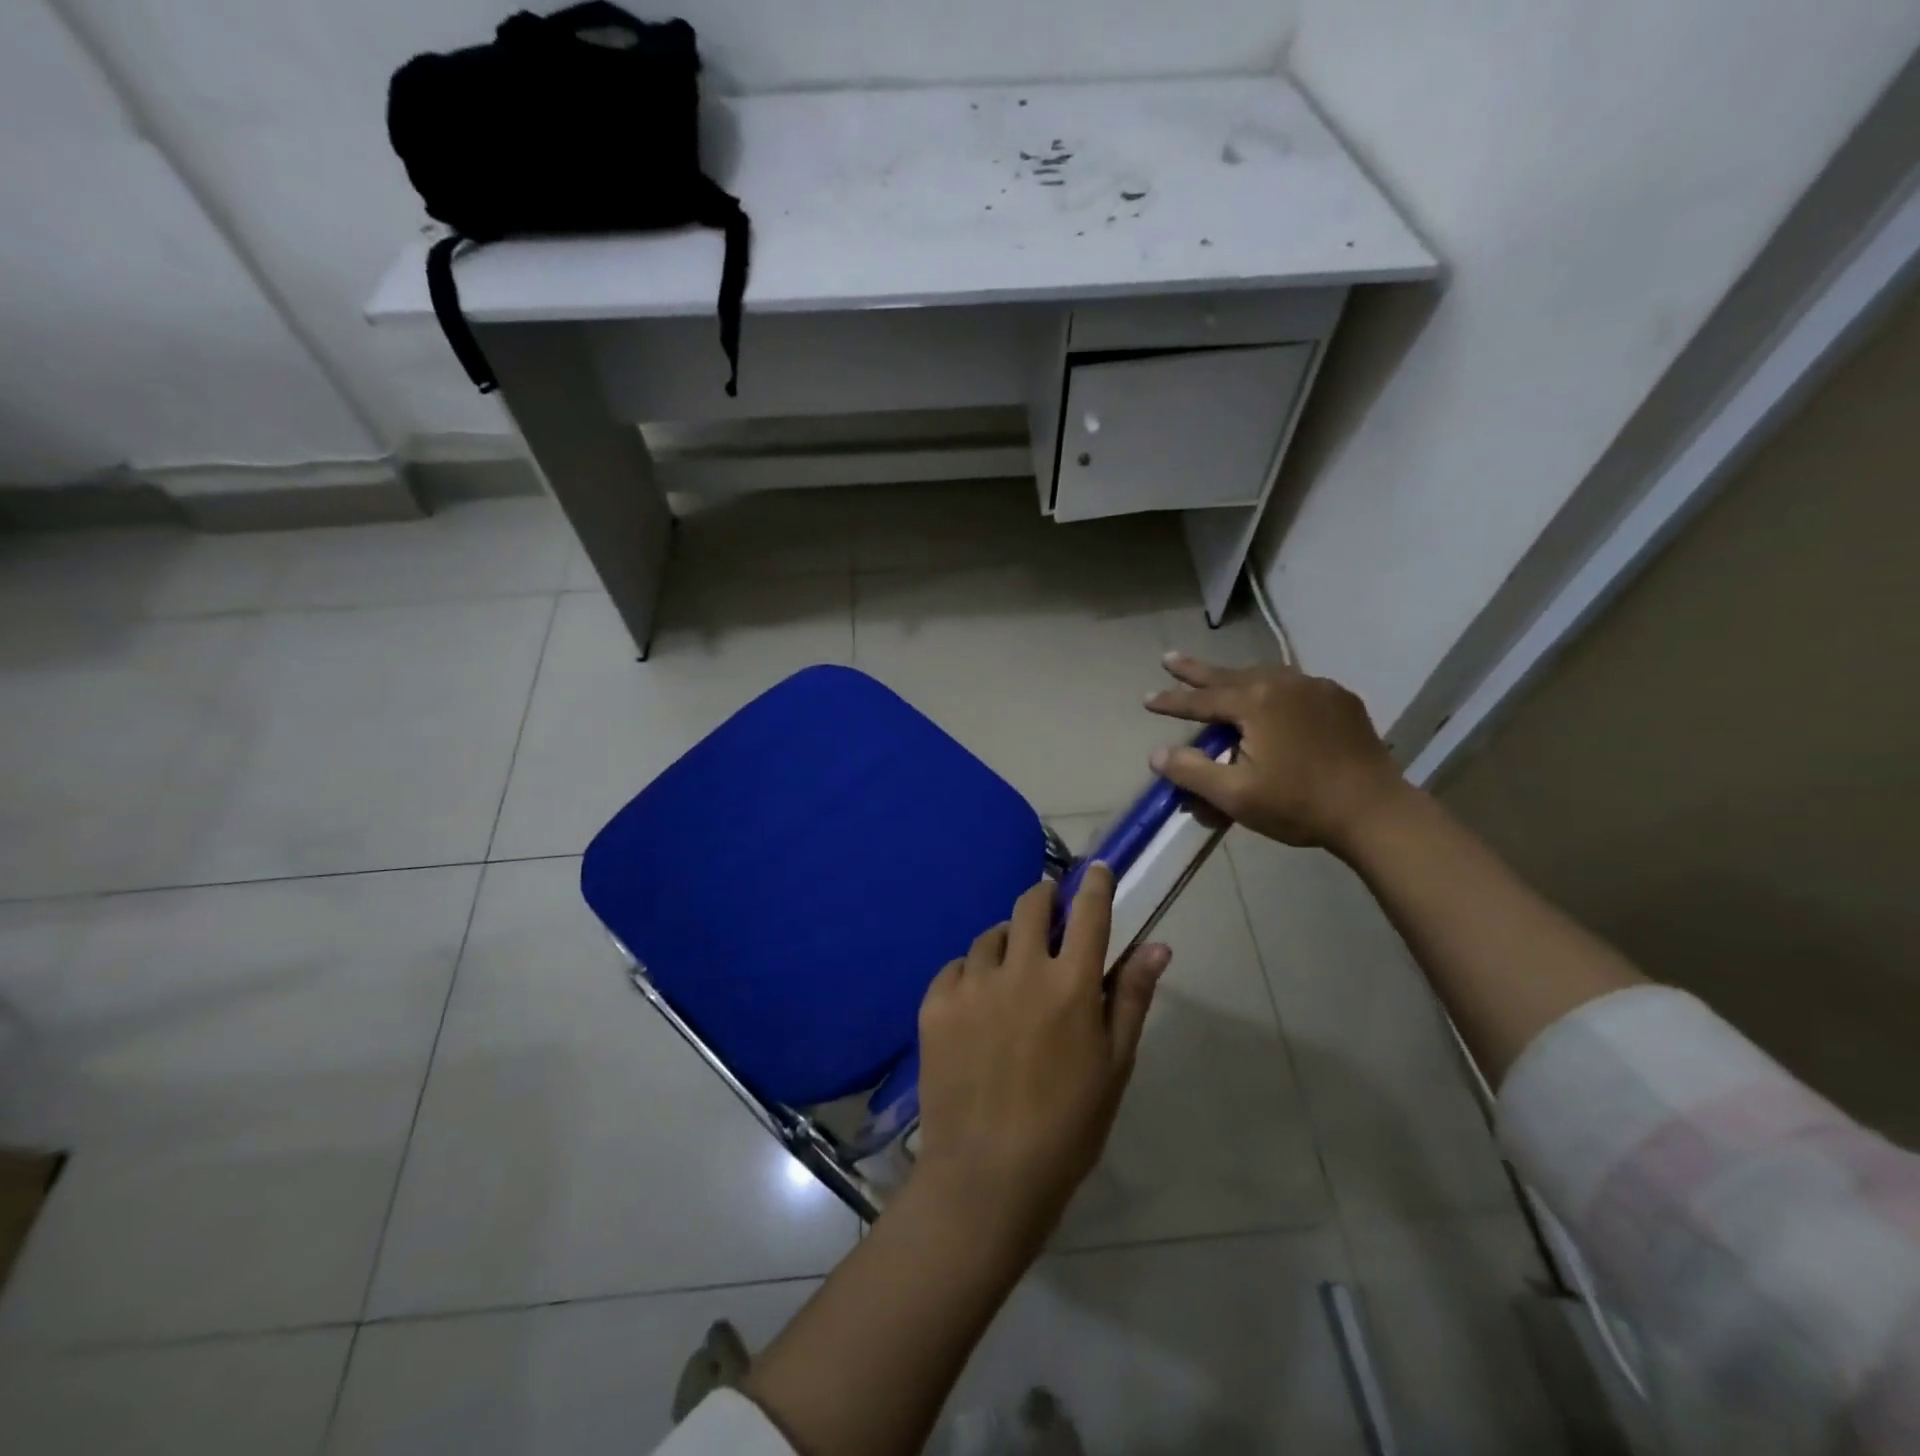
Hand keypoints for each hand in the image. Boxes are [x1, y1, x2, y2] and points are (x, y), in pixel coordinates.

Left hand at [912, 865, 1168, 1237]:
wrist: (987, 1176)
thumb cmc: (1067, 1127)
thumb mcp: (1114, 1065)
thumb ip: (1132, 997)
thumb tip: (1158, 944)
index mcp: (1071, 985)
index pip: (1090, 913)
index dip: (1095, 884)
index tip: (1096, 870)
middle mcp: (1021, 970)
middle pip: (1032, 904)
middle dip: (1045, 898)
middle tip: (1050, 913)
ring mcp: (973, 983)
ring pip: (992, 935)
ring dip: (1009, 942)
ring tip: (1012, 974)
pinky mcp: (936, 1002)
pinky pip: (957, 966)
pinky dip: (972, 974)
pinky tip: (978, 1005)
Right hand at [1145, 653, 1408, 853]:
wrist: (1374, 812)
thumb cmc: (1298, 805)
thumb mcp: (1235, 795)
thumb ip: (1191, 772)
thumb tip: (1157, 754)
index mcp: (1256, 702)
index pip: (1201, 700)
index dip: (1171, 701)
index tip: (1145, 698)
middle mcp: (1284, 683)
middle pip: (1229, 675)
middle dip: (1195, 670)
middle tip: (1168, 658)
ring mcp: (1317, 688)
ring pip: (1263, 676)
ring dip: (1234, 677)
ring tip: (1216, 679)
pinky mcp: (1340, 701)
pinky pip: (1294, 686)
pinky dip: (1271, 688)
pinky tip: (1269, 697)